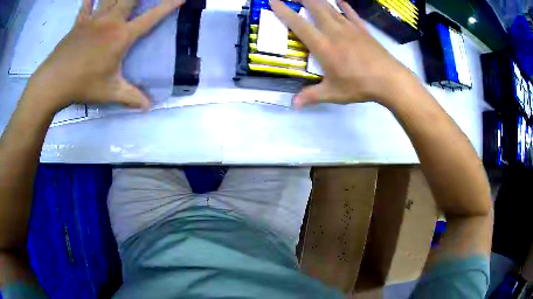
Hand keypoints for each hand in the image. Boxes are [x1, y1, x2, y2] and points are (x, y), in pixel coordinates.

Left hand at [26, 0, 184, 110]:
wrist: (53, 82)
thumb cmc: (82, 85)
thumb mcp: (109, 93)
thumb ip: (131, 97)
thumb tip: (149, 108)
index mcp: (121, 36)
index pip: (151, 17)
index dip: (168, 5)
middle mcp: (110, 21)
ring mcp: (93, 19)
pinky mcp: (79, 23)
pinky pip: (86, 5)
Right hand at [270, 0, 418, 108]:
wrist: (389, 79)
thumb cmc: (359, 85)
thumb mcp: (333, 93)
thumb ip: (311, 96)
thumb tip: (293, 105)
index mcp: (323, 45)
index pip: (299, 24)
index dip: (284, 11)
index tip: (274, 1)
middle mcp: (334, 31)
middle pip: (315, 7)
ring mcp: (349, 27)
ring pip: (330, 7)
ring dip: (318, 0)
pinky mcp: (362, 29)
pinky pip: (350, 13)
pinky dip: (343, 6)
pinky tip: (339, 1)